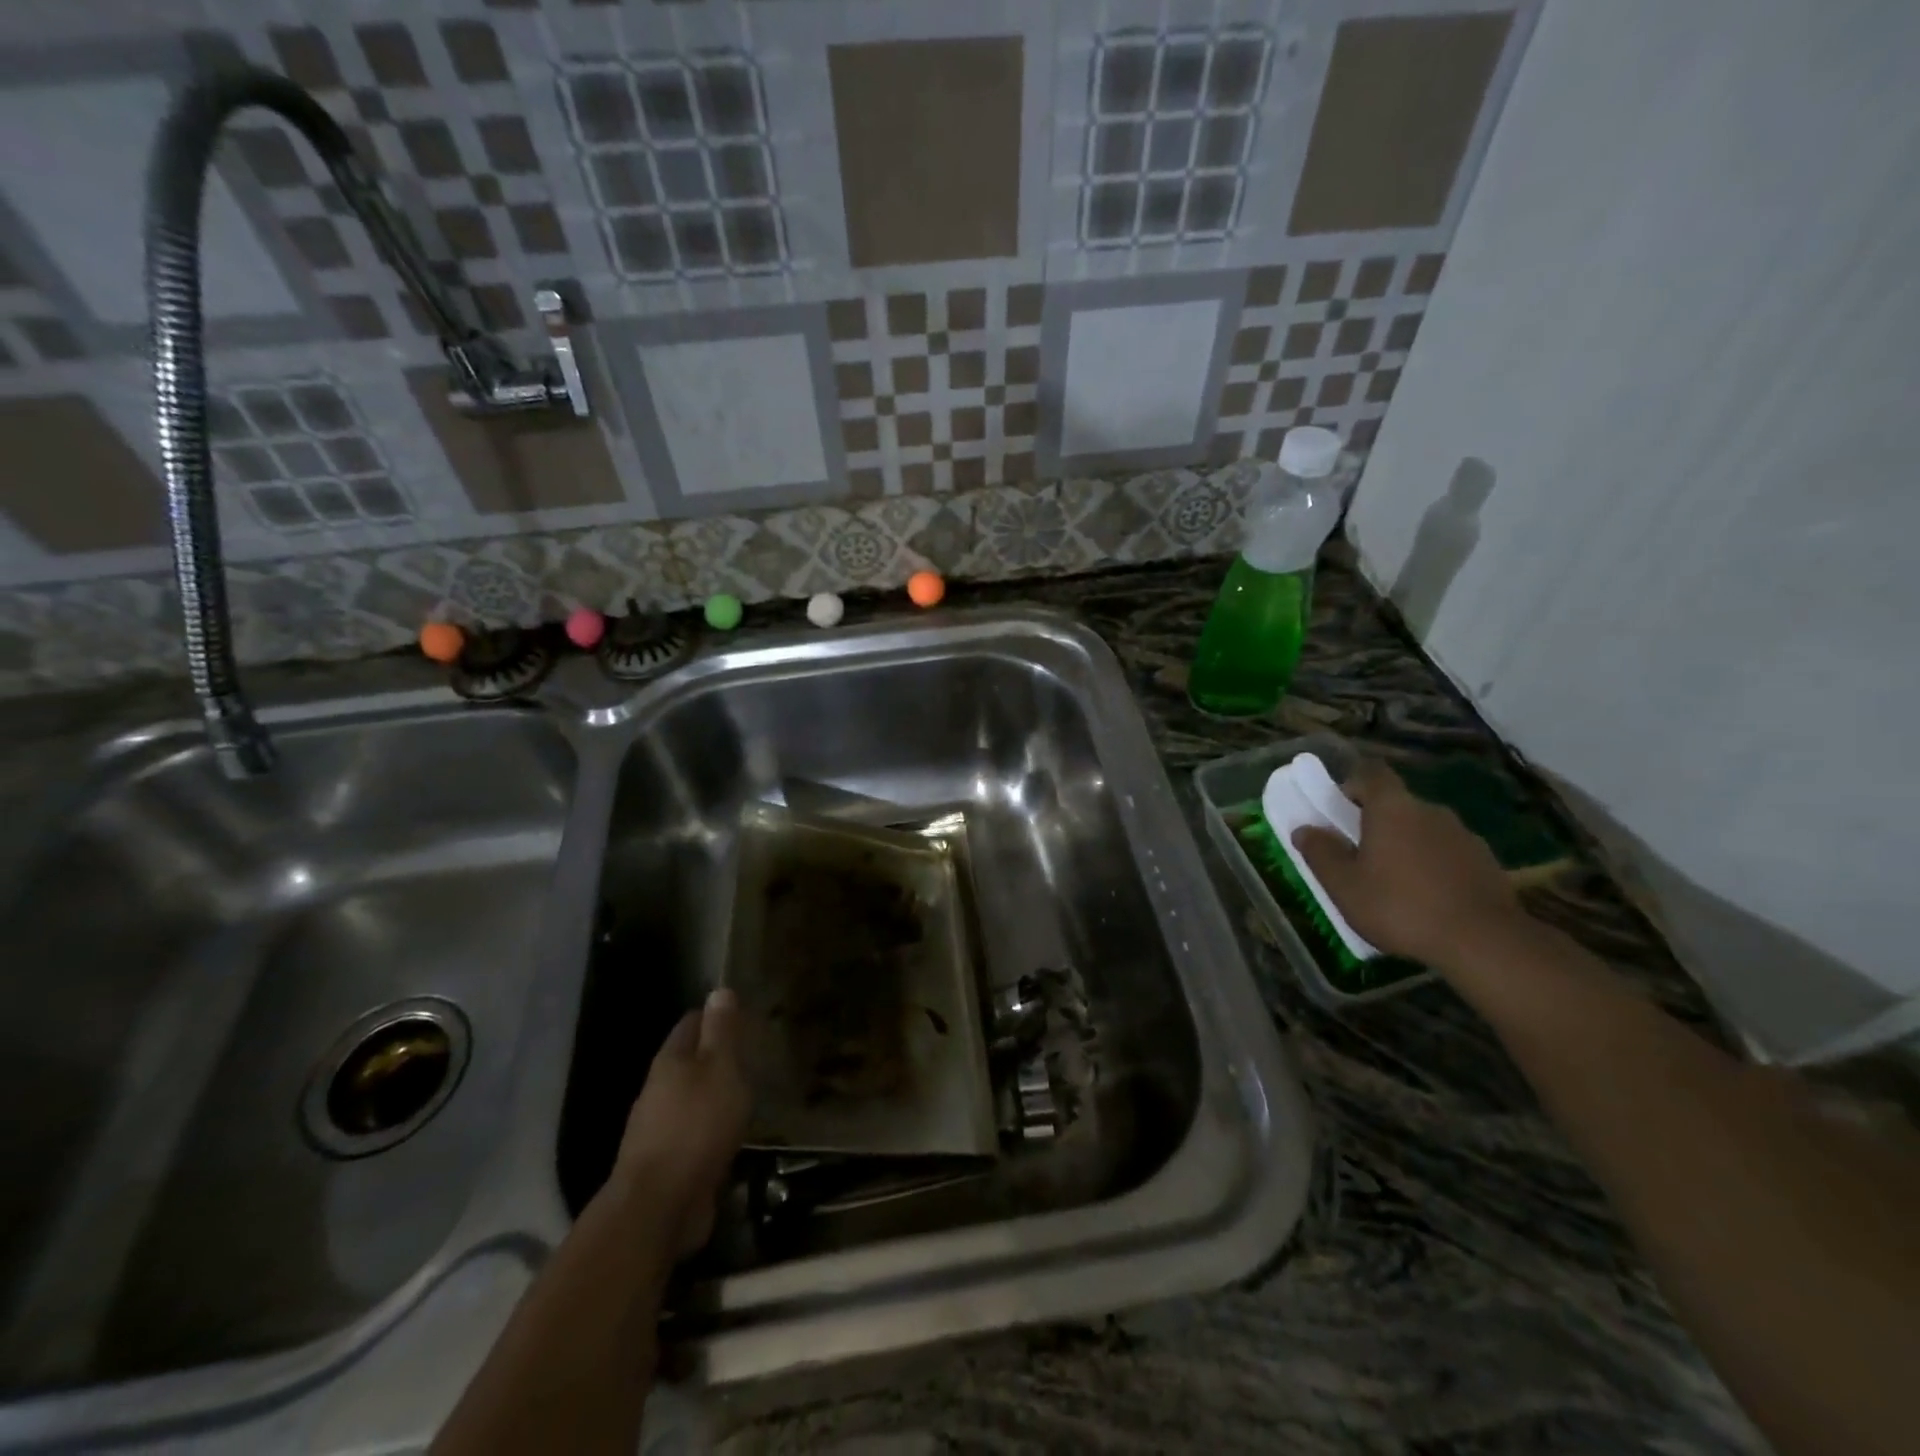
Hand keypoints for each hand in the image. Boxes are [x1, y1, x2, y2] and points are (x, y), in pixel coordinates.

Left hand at [614, 988, 750, 1256]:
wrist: (659, 1206)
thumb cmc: (697, 1125)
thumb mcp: (720, 1069)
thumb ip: (721, 1032)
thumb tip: (719, 990)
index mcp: (671, 1060)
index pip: (692, 1022)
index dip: (717, 1016)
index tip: (745, 1019)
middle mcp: (658, 1089)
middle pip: (689, 1061)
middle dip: (717, 1058)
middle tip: (753, 1057)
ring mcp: (658, 1128)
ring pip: (691, 1099)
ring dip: (714, 1096)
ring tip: (748, 1096)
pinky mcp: (666, 1164)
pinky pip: (694, 1135)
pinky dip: (712, 1130)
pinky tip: (731, 1137)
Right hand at [1291, 758, 1521, 970]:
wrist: (1484, 941)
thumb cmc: (1400, 906)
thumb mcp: (1344, 885)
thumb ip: (1320, 853)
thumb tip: (1303, 829)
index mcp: (1392, 808)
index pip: (1372, 773)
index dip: (1353, 784)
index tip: (1339, 808)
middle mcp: (1430, 811)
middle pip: (1397, 804)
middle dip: (1376, 822)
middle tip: (1359, 854)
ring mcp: (1463, 835)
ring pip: (1423, 830)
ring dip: (1406, 845)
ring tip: (1394, 883)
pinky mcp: (1486, 862)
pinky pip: (1448, 853)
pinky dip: (1433, 866)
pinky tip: (1427, 899)